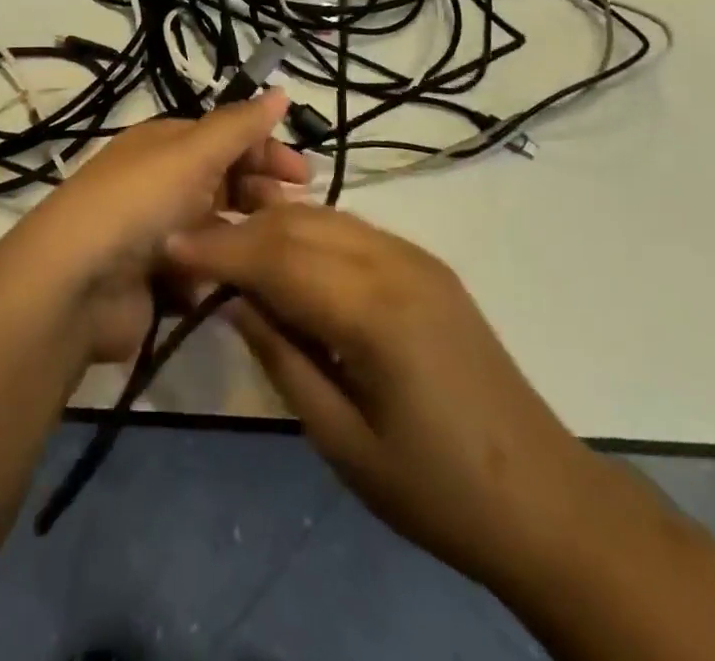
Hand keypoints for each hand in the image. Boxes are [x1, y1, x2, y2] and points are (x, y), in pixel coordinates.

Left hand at [20, 89, 308, 362]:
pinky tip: (236, 280)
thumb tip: (280, 90)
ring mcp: (157, 230)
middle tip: (293, 213)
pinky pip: (200, 266)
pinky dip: (217, 269)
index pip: (227, 137)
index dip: (266, 150)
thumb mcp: (193, 153)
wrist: (77, 282)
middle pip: (224, 180)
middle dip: (260, 193)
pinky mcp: (155, 276)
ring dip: (243, 233)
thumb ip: (240, 125)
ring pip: (215, 225)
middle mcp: (161, 180)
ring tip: (271, 249)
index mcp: (166, 144)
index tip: (304, 176)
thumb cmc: (140, 202)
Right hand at [165, 204, 595, 588]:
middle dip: (239, 231)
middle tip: (192, 249)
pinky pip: (352, 230)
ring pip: (324, 217)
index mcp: (374, 311)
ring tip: (230, 249)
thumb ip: (282, 357)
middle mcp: (395, 263)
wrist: (544, 497)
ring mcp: (415, 257)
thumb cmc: (436, 488)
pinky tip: (287, 255)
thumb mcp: (341, 440)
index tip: (170, 246)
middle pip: (297, 226)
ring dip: (272, 226)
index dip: (219, 249)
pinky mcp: (427, 265)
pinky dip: (309, 233)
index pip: (276, 258)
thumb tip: (232, 301)